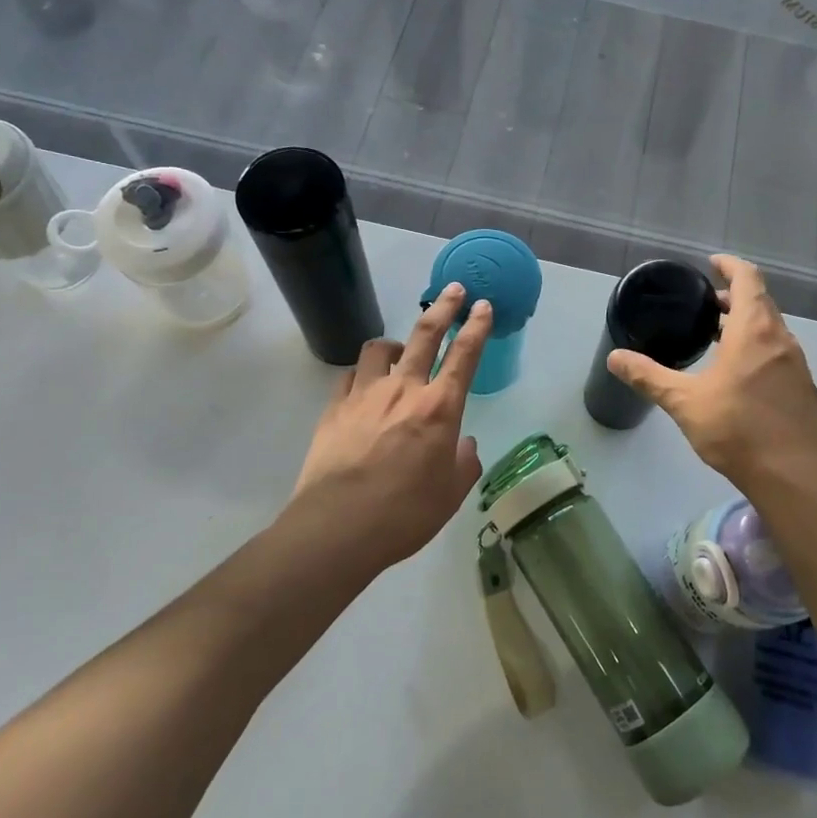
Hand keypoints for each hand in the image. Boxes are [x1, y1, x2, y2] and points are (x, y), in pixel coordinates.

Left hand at [289, 283, 492, 568]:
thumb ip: (464, 462)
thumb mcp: (451, 493)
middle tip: (454, 290)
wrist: (338, 527)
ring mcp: (365, 395)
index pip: (465, 355)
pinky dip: (363, 376)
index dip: (477, 327)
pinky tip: (364, 389)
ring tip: (400, 356)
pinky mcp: (334, 408)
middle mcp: (404, 390)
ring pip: (381, 349)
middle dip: (443, 308)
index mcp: (439, 408)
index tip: (482, 305)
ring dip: (395, 346)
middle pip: (425, 335)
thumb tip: (463, 444)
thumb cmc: (405, 513)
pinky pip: (351, 377)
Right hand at [607, 255, 816, 496]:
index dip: (730, 266)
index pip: (748, 279)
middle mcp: (781, 340)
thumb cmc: (738, 430)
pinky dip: (758, 347)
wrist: (795, 476)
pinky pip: (778, 352)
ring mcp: (797, 364)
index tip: (711, 264)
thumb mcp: (685, 402)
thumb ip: (649, 377)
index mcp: (754, 331)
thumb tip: (615, 358)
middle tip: (706, 305)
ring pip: (771, 329)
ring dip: (746, 324)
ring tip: (717, 337)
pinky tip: (738, 374)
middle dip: (734, 297)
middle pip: (761, 302)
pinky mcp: (803, 388)